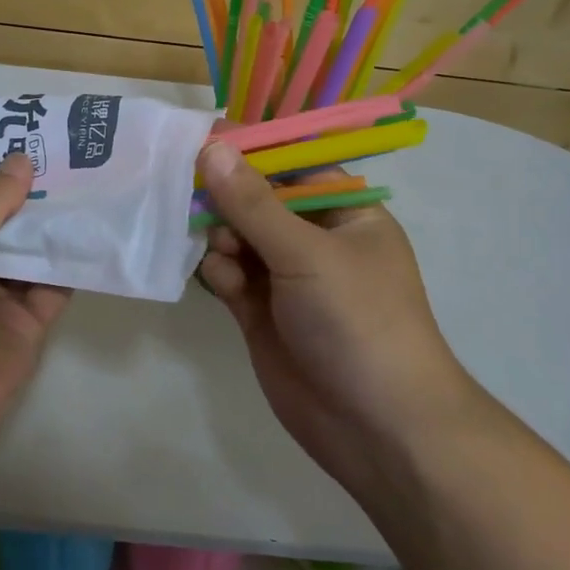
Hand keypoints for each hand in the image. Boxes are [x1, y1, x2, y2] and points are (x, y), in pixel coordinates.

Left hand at [0, 153, 70, 457]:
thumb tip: (21, 159)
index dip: (0, 181)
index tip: (33, 143)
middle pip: (8, 230)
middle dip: (34, 198)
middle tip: (74, 155)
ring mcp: (1, 301)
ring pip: (35, 255)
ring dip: (58, 225)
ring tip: (93, 179)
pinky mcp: (32, 326)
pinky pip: (57, 286)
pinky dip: (74, 260)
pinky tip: (97, 226)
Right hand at [196, 139, 473, 494]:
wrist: (378, 429)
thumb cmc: (358, 322)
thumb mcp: (308, 254)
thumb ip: (254, 203)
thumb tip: (213, 147)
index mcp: (345, 213)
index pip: (292, 165)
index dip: (251, 151)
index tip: (204, 139)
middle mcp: (315, 240)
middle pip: (258, 200)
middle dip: (227, 196)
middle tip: (191, 192)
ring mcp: (287, 279)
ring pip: (238, 237)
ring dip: (222, 236)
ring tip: (220, 249)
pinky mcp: (261, 313)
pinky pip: (230, 276)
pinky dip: (220, 273)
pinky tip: (222, 282)